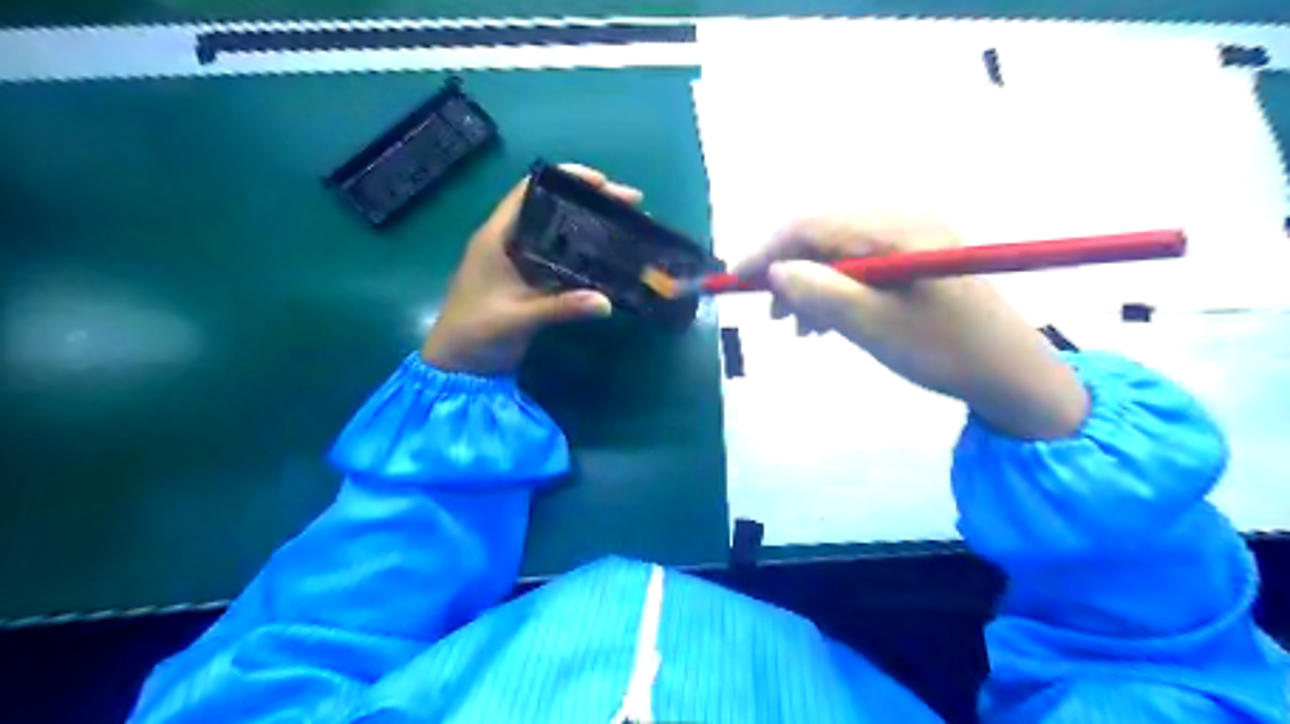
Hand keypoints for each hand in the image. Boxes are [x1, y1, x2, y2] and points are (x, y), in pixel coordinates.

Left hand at [424, 165, 644, 375]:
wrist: (458, 367)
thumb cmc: (475, 333)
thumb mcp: (518, 318)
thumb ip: (560, 308)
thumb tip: (607, 302)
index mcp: (498, 236)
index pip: (531, 191)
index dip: (566, 179)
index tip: (603, 183)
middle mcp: (511, 242)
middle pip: (553, 209)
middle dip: (591, 203)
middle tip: (631, 204)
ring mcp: (521, 263)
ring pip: (561, 234)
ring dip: (592, 228)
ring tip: (628, 227)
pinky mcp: (531, 283)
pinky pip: (562, 261)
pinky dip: (586, 256)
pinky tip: (610, 260)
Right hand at [737, 211, 1084, 439]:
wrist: (1009, 370)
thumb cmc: (942, 350)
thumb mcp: (875, 327)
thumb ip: (821, 294)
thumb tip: (774, 272)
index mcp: (893, 228)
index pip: (810, 224)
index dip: (767, 251)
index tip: (736, 282)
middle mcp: (899, 217)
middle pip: (820, 232)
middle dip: (787, 270)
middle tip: (773, 314)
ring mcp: (908, 233)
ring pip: (835, 248)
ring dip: (809, 282)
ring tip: (800, 326)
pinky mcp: (911, 252)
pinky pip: (856, 260)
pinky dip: (833, 286)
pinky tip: (829, 319)